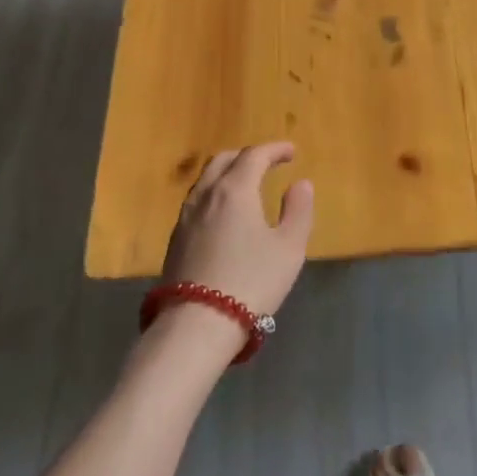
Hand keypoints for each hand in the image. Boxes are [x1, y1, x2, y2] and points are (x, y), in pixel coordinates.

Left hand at [160, 143, 313, 332]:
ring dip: (227, 173)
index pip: (254, 156)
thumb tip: (301, 184)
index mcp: (235, 190)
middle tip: (268, 164)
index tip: (291, 152)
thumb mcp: (289, 248)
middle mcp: (206, 195)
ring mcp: (185, 217)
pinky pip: (197, 201)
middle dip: (247, 156)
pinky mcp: (175, 240)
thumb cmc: (251, 282)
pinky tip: (224, 213)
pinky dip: (214, 193)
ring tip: (246, 185)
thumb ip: (298, 211)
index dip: (274, 150)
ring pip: (205, 180)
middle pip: (223, 161)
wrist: (197, 325)